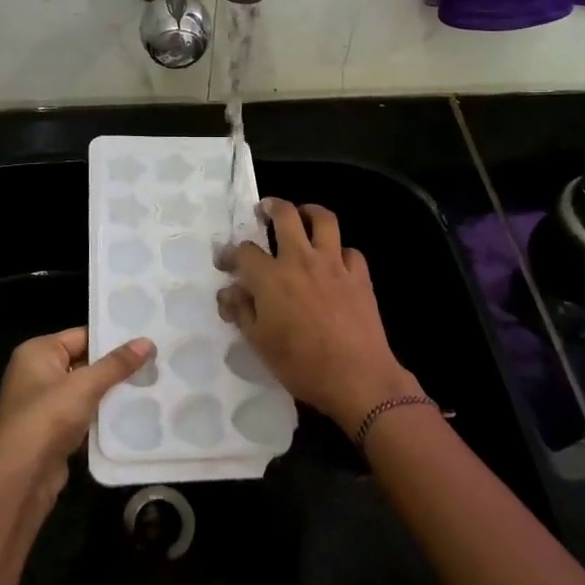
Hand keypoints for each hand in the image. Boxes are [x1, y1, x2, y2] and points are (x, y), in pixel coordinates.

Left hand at [0, 327, 152, 496]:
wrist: (21, 477)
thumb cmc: (48, 417)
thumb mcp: (85, 385)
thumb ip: (116, 364)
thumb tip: (147, 342)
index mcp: (37, 352)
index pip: (81, 336)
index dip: (111, 339)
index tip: (145, 341)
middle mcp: (36, 373)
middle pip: (83, 363)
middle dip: (114, 368)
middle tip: (153, 363)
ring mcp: (42, 404)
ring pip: (84, 391)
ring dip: (110, 393)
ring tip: (149, 386)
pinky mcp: (51, 431)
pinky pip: (82, 415)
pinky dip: (101, 416)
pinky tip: (131, 414)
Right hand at [217, 199, 420, 429]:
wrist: (357, 378)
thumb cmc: (300, 364)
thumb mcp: (259, 343)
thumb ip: (241, 311)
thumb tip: (228, 291)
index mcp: (271, 277)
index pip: (244, 251)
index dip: (230, 253)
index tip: (224, 261)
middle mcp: (301, 260)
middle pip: (285, 216)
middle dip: (272, 207)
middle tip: (265, 210)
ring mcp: (334, 264)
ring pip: (324, 220)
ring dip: (310, 212)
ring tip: (303, 216)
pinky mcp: (359, 276)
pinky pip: (350, 251)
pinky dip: (340, 251)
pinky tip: (335, 261)